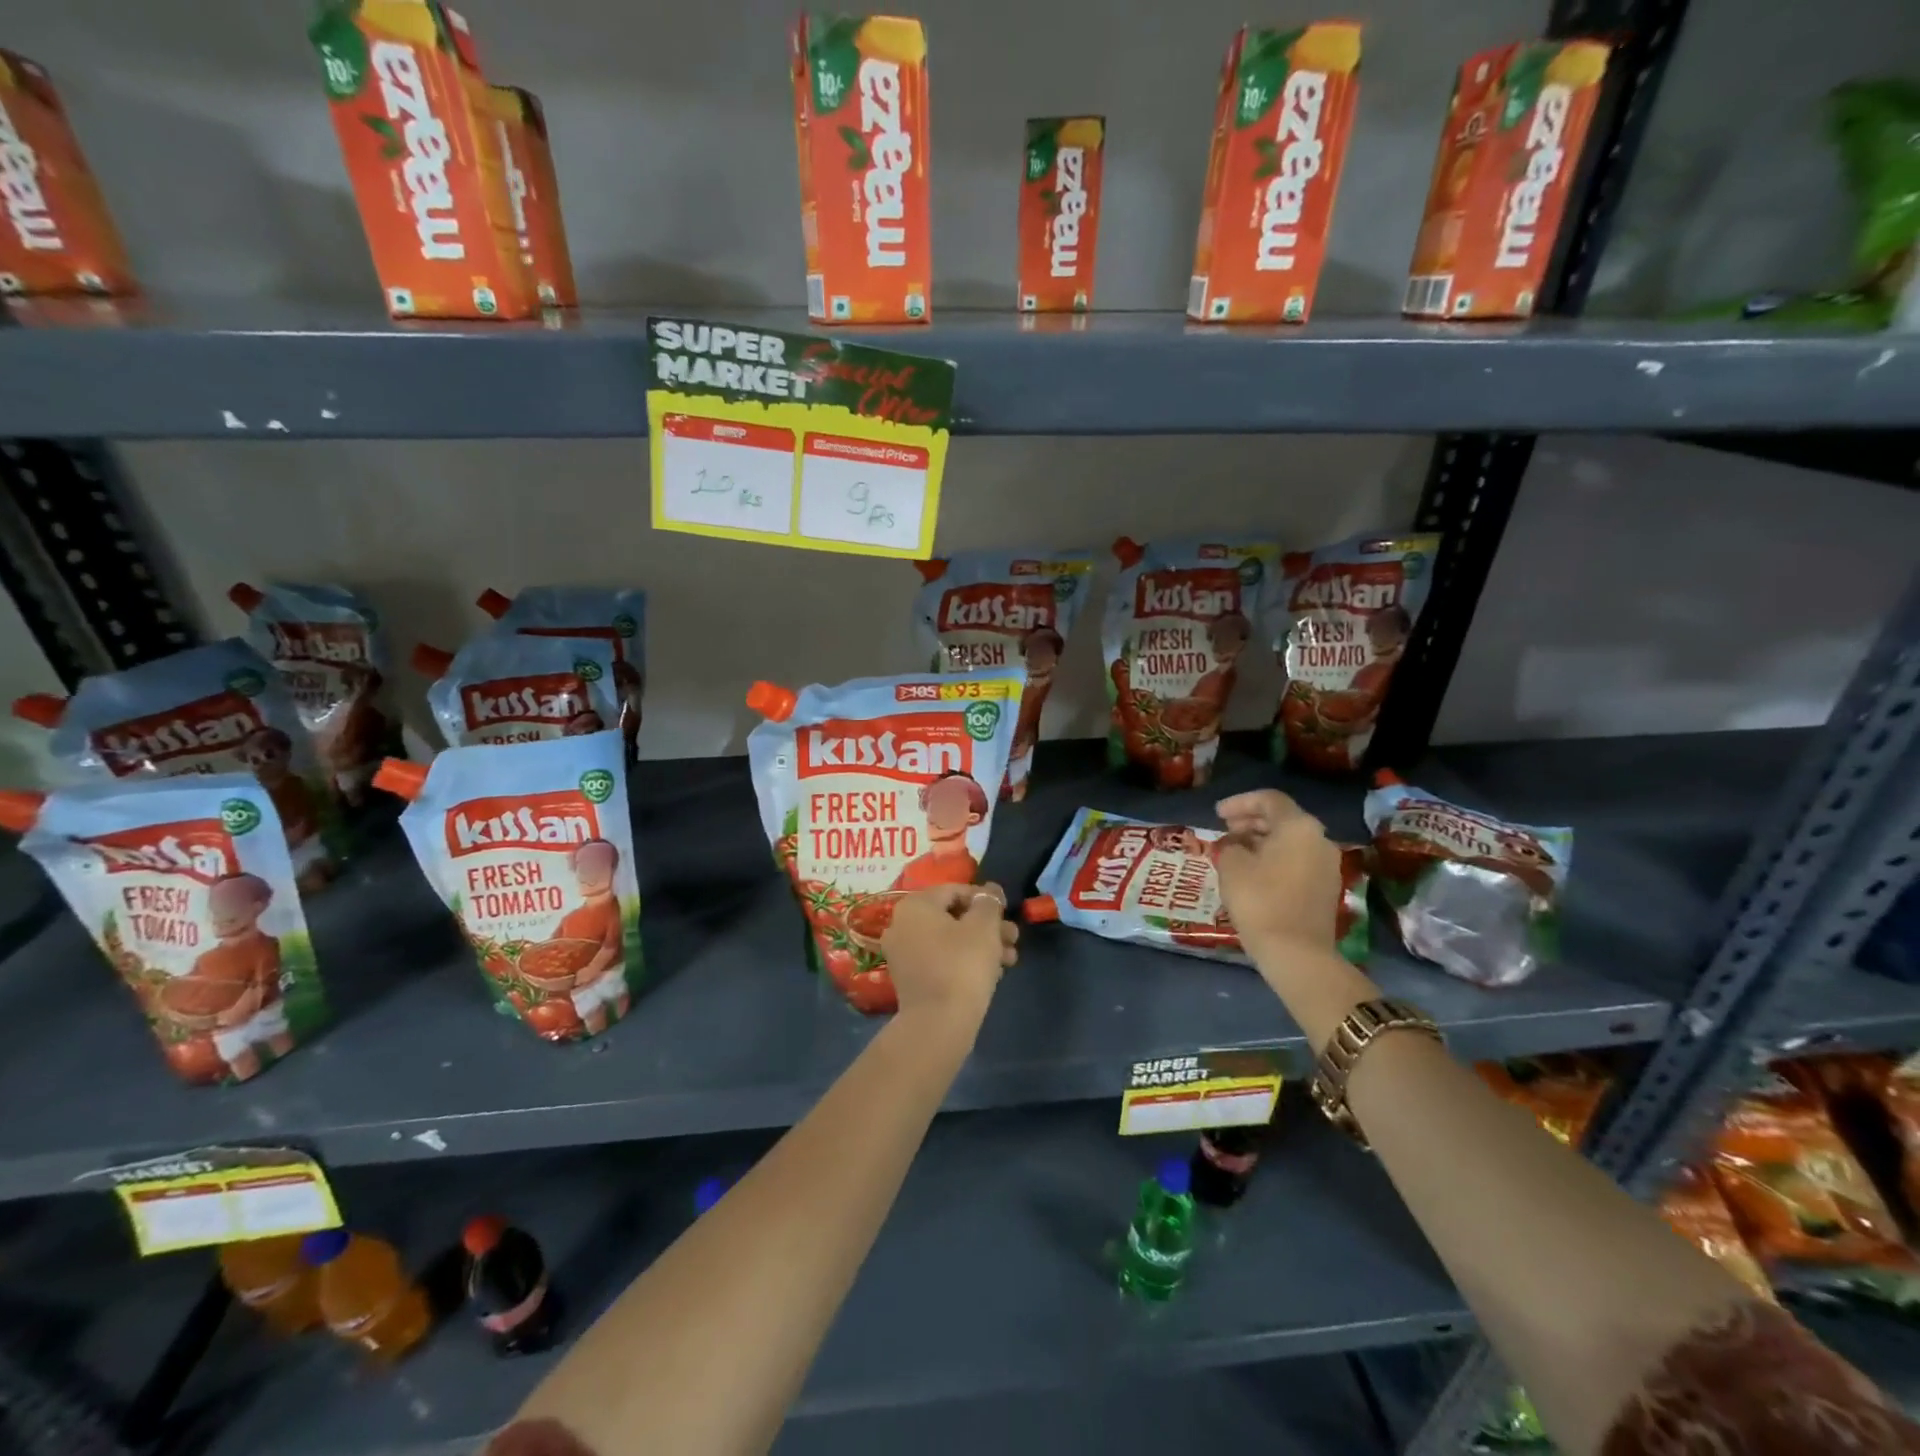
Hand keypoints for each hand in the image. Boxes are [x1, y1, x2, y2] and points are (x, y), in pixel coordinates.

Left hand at [882, 883, 1017, 1029]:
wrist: (939, 1024)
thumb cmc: (963, 964)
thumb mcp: (984, 926)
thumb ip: (989, 902)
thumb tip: (989, 891)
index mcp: (915, 905)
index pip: (955, 890)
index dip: (985, 899)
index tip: (1007, 914)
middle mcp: (902, 925)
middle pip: (953, 916)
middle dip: (987, 926)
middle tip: (1013, 939)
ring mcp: (903, 954)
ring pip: (949, 940)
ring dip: (981, 945)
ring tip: (1010, 959)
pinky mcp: (910, 979)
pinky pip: (941, 960)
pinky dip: (964, 961)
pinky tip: (992, 974)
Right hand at [1214, 790, 1342, 955]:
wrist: (1296, 952)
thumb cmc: (1260, 900)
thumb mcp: (1232, 866)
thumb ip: (1230, 845)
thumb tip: (1234, 844)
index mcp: (1298, 826)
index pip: (1269, 799)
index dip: (1239, 802)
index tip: (1217, 814)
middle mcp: (1319, 839)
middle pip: (1283, 818)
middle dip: (1251, 820)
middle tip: (1225, 829)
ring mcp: (1327, 864)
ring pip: (1290, 840)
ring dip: (1262, 840)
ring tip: (1235, 850)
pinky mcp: (1325, 887)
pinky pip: (1297, 859)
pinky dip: (1274, 857)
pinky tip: (1253, 870)